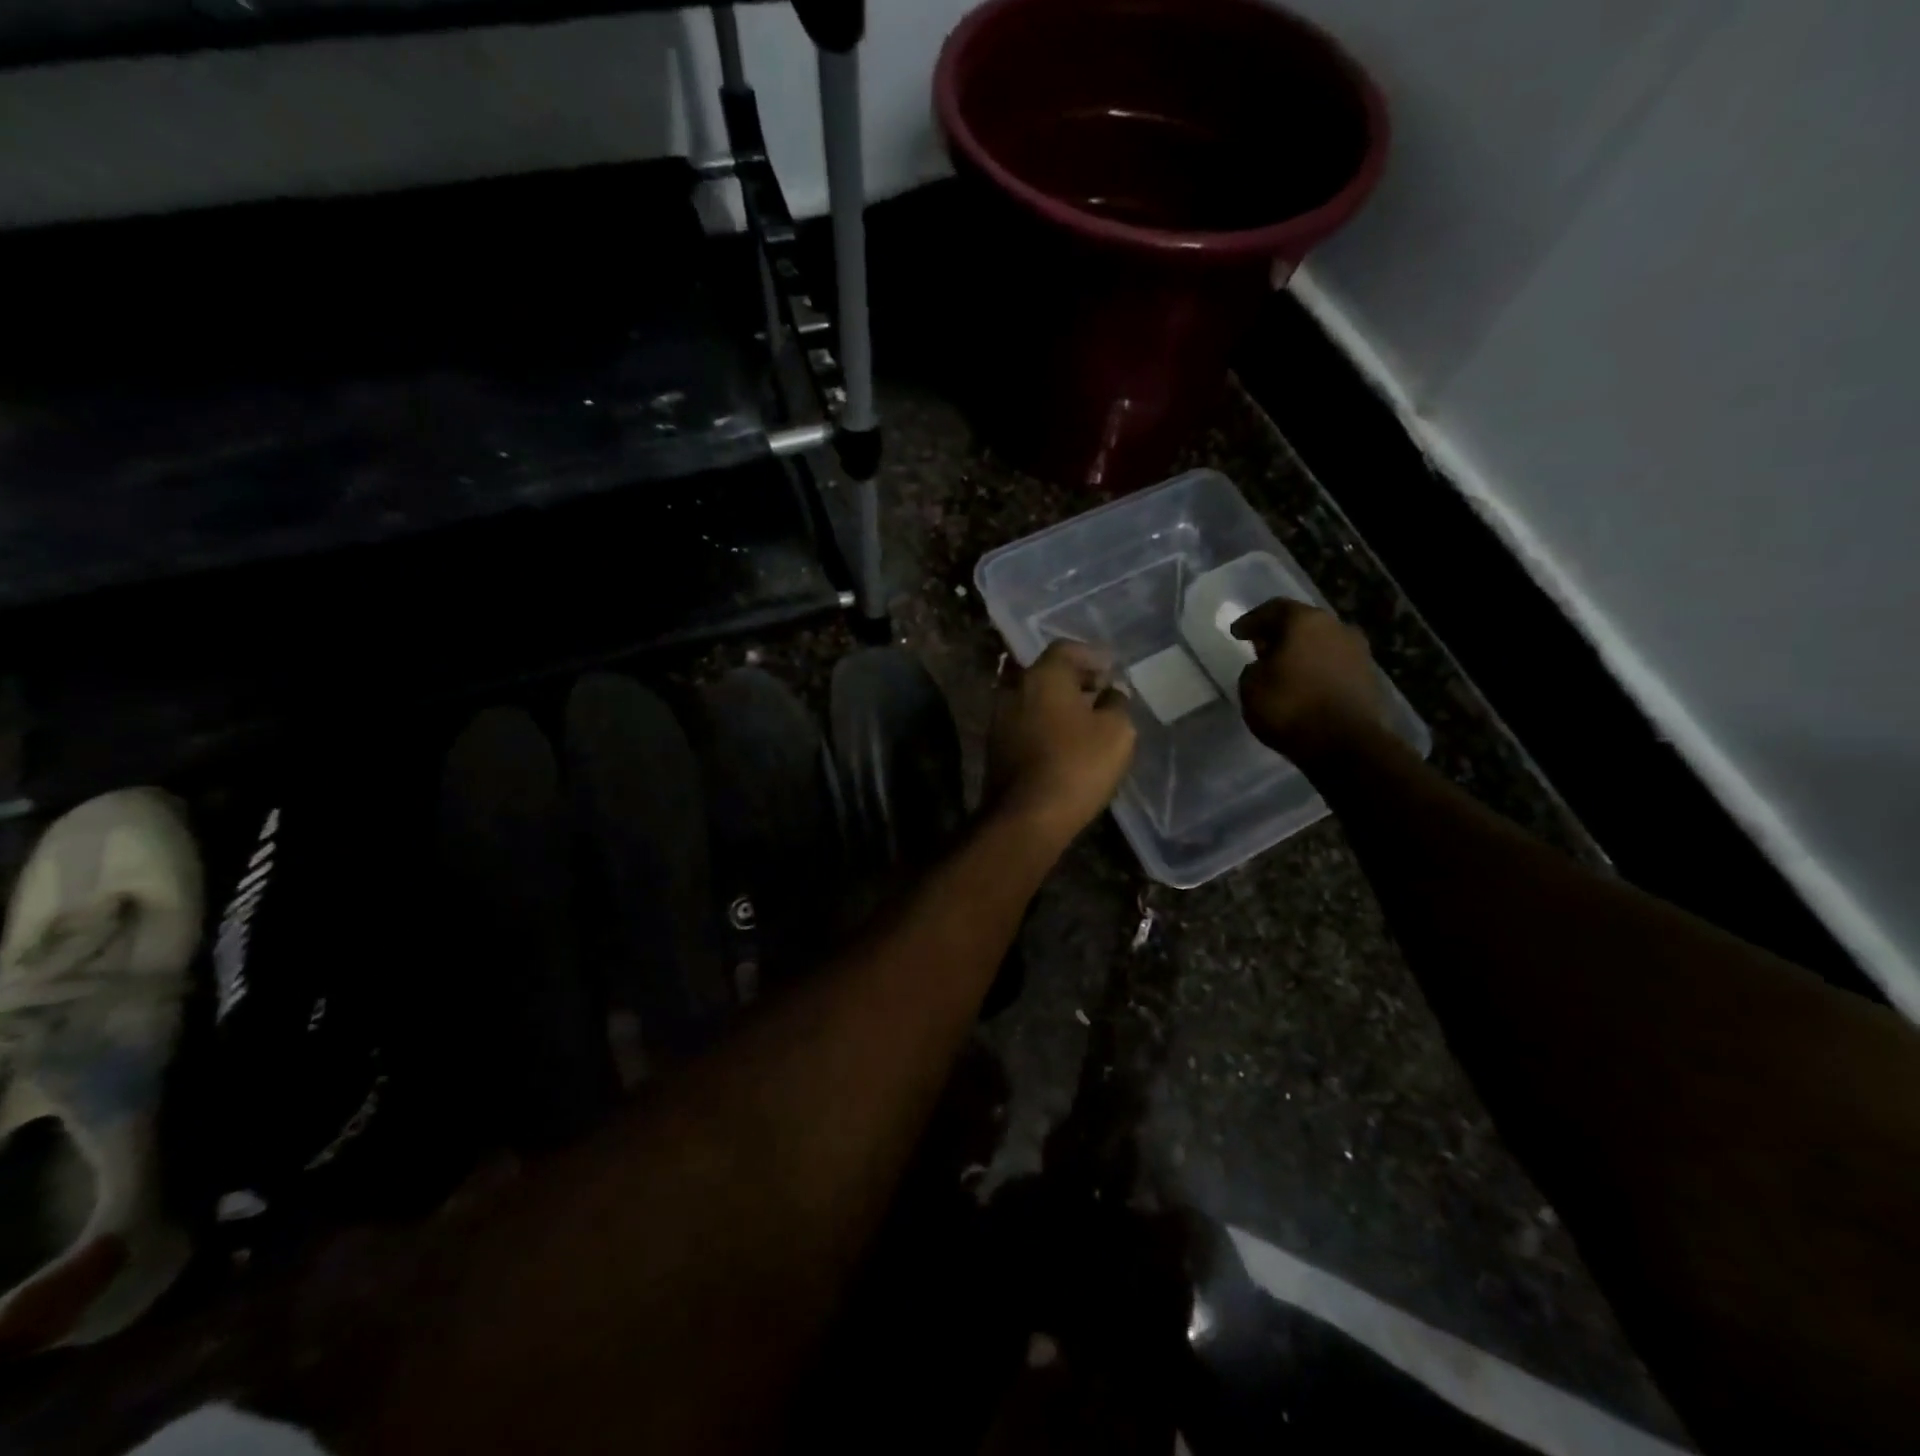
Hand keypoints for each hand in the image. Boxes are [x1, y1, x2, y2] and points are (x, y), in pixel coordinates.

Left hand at [987, 640, 1136, 845]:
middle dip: (1073, 679)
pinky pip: (1024, 722)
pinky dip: (1044, 723)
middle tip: (1099, 691)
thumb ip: (1117, 703)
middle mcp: (1014, 689)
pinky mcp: (995, 747)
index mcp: (1042, 675)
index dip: (1091, 656)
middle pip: (1045, 672)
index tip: (1110, 670)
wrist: (1026, 815)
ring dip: (1057, 703)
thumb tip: (1111, 692)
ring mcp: (999, 718)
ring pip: (1032, 698)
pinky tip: (1063, 740)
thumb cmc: (1077, 765)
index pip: (1065, 649)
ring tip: (1085, 718)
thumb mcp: (1117, 732)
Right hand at [1232, 598, 1389, 759]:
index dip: (1252, 620)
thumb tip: (1264, 666)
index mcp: (1304, 621)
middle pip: (1302, 623)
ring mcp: (1358, 652)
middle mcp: (1336, 627)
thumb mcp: (1250, 687)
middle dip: (1280, 635)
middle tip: (1261, 648)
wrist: (1345, 744)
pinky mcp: (1369, 677)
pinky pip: (1334, 665)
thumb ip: (1253, 669)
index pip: (1273, 609)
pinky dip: (1317, 670)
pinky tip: (1304, 686)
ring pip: (1321, 644)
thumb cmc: (1290, 707)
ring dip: (1301, 653)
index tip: (1237, 633)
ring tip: (1283, 670)